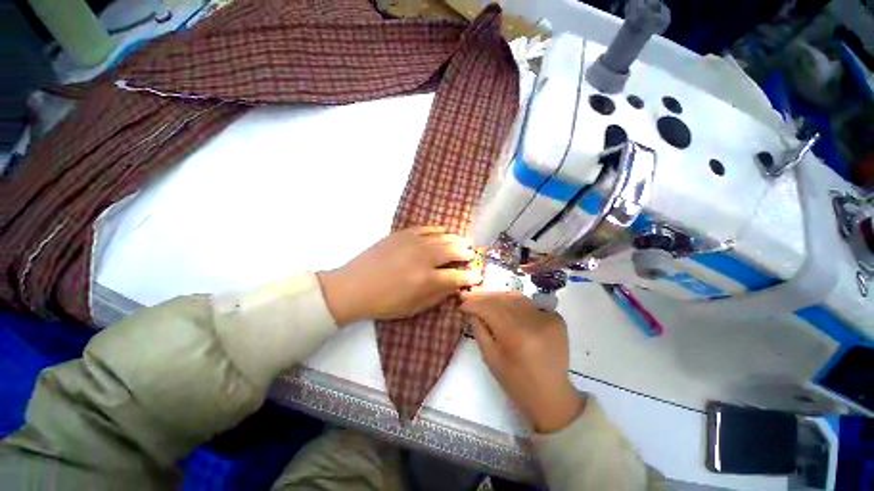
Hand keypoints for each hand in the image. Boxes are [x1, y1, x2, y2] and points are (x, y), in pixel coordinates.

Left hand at [317, 226, 481, 325]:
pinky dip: (438, 230)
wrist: (354, 286)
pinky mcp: (402, 234)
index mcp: (427, 280)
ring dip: (456, 239)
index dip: (471, 276)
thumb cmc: (385, 302)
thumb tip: (455, 286)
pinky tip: (443, 231)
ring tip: (464, 241)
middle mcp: (424, 258)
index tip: (477, 276)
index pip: (457, 276)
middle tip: (472, 254)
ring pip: (442, 237)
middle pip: (453, 250)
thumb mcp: (414, 307)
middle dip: (466, 252)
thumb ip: (438, 295)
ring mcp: (413, 242)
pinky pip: (426, 228)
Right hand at [460, 291, 584, 433]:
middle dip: (484, 296)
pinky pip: (530, 305)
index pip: (489, 309)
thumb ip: (479, 330)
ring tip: (486, 297)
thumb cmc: (515, 381)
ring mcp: (547, 319)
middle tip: (470, 294)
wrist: (551, 395)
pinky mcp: (557, 320)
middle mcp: (532, 322)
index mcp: (514, 336)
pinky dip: (516, 303)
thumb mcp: (490, 358)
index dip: (474, 303)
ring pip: (517, 298)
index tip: (462, 302)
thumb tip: (471, 310)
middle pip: (502, 299)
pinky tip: (507, 306)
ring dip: (499, 296)